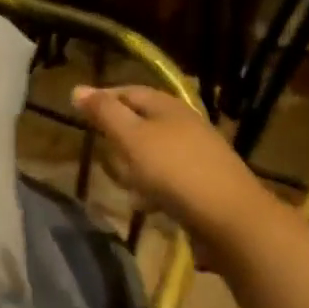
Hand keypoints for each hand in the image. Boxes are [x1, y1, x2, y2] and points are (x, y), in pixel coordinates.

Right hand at [71, 84, 261, 235]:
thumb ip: (105, 113)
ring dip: (135, 166)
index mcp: (168, 106)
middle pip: (142, 122)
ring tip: (122, 184)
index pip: (128, 91)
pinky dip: (153, 187)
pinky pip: (169, 178)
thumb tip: (77, 88)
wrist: (231, 219)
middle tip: (100, 152)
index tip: (79, 113)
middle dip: (119, 137)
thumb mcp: (131, 138)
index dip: (103, 99)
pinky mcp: (204, 183)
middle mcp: (185, 124)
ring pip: (154, 152)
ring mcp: (198, 154)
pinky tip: (147, 204)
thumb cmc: (174, 171)